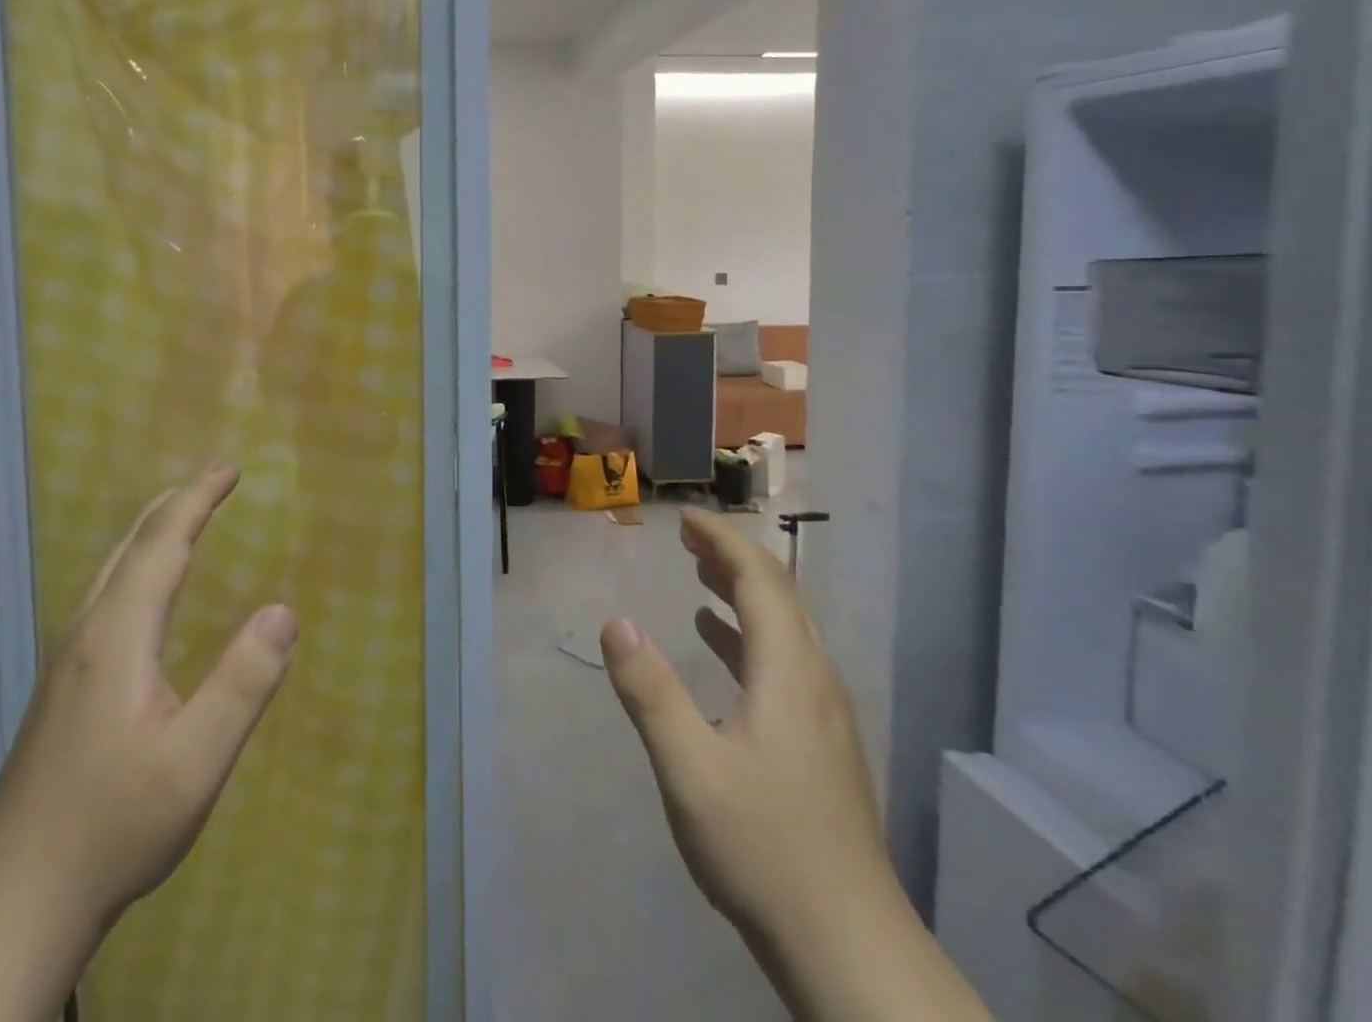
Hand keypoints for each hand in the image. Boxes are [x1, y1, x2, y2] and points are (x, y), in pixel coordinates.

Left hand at [0, 464, 297, 931]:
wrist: (14, 902)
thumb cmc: (112, 827)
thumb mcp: (195, 763)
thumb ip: (243, 684)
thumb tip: (283, 610)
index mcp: (117, 635)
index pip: (161, 544)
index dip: (196, 500)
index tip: (229, 469)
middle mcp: (87, 633)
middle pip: (129, 546)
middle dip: (174, 504)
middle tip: (213, 480)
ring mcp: (67, 660)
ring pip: (110, 570)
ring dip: (151, 531)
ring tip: (183, 517)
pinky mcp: (62, 687)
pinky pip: (105, 595)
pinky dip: (136, 564)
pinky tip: (144, 593)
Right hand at [602, 509, 990, 1021]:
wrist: (850, 948)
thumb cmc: (765, 849)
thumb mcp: (690, 769)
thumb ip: (650, 691)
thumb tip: (616, 622)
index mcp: (789, 674)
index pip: (760, 581)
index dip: (723, 542)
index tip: (685, 519)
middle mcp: (815, 682)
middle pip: (780, 597)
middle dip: (732, 558)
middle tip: (687, 539)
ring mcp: (824, 716)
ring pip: (786, 630)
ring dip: (743, 593)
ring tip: (699, 575)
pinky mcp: (822, 745)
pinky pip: (785, 662)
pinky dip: (749, 635)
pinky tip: (719, 646)